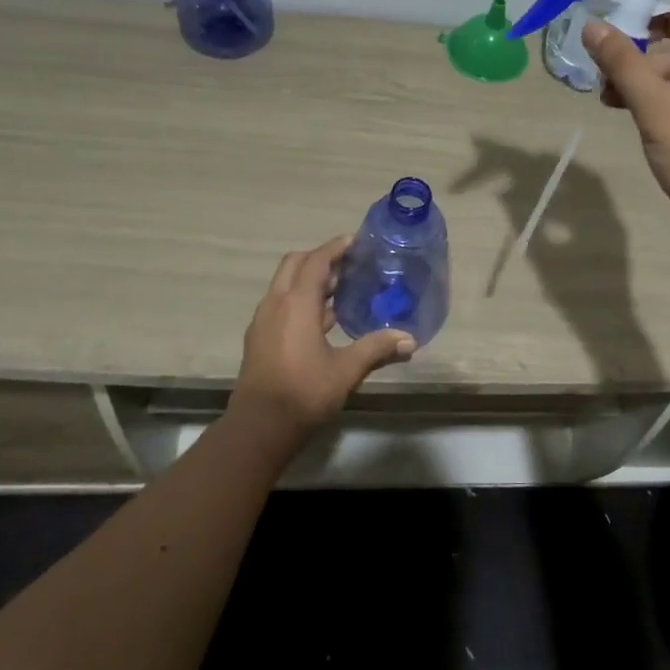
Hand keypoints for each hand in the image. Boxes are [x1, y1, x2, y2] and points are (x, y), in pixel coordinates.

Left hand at [229, 236, 415, 437]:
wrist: (259, 428)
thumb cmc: (304, 393)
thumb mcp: (346, 370)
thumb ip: (377, 348)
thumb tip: (410, 339)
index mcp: (296, 303)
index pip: (316, 261)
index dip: (335, 247)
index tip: (356, 241)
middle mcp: (275, 304)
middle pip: (295, 265)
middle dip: (320, 258)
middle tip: (349, 263)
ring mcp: (263, 321)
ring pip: (285, 284)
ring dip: (309, 279)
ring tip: (341, 288)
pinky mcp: (260, 338)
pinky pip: (280, 304)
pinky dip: (300, 299)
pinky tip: (322, 319)